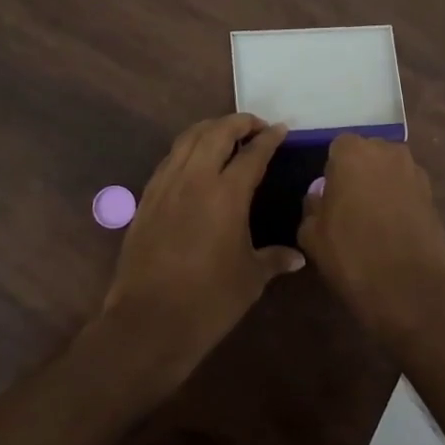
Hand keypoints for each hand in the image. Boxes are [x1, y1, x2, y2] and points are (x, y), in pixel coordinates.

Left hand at [96, 114, 304, 389]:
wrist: (148, 321)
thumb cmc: (209, 301)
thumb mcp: (250, 278)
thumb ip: (274, 259)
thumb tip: (297, 257)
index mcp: (227, 194)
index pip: (253, 153)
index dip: (269, 138)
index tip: (281, 129)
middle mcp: (195, 179)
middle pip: (216, 132)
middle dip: (239, 122)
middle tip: (256, 127)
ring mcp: (166, 186)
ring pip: (187, 139)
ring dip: (210, 129)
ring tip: (226, 134)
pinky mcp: (147, 199)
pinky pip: (169, 159)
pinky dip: (187, 149)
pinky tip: (195, 161)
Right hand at [298, 134, 444, 342]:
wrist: (412, 290)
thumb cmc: (353, 256)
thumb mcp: (312, 235)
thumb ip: (312, 206)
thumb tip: (320, 196)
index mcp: (353, 153)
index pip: (337, 147)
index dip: (332, 171)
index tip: (329, 196)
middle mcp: (388, 152)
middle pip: (368, 155)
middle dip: (358, 173)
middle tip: (348, 206)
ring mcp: (416, 173)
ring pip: (390, 172)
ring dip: (381, 187)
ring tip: (372, 221)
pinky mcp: (434, 197)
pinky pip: (408, 191)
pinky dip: (400, 203)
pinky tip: (393, 231)